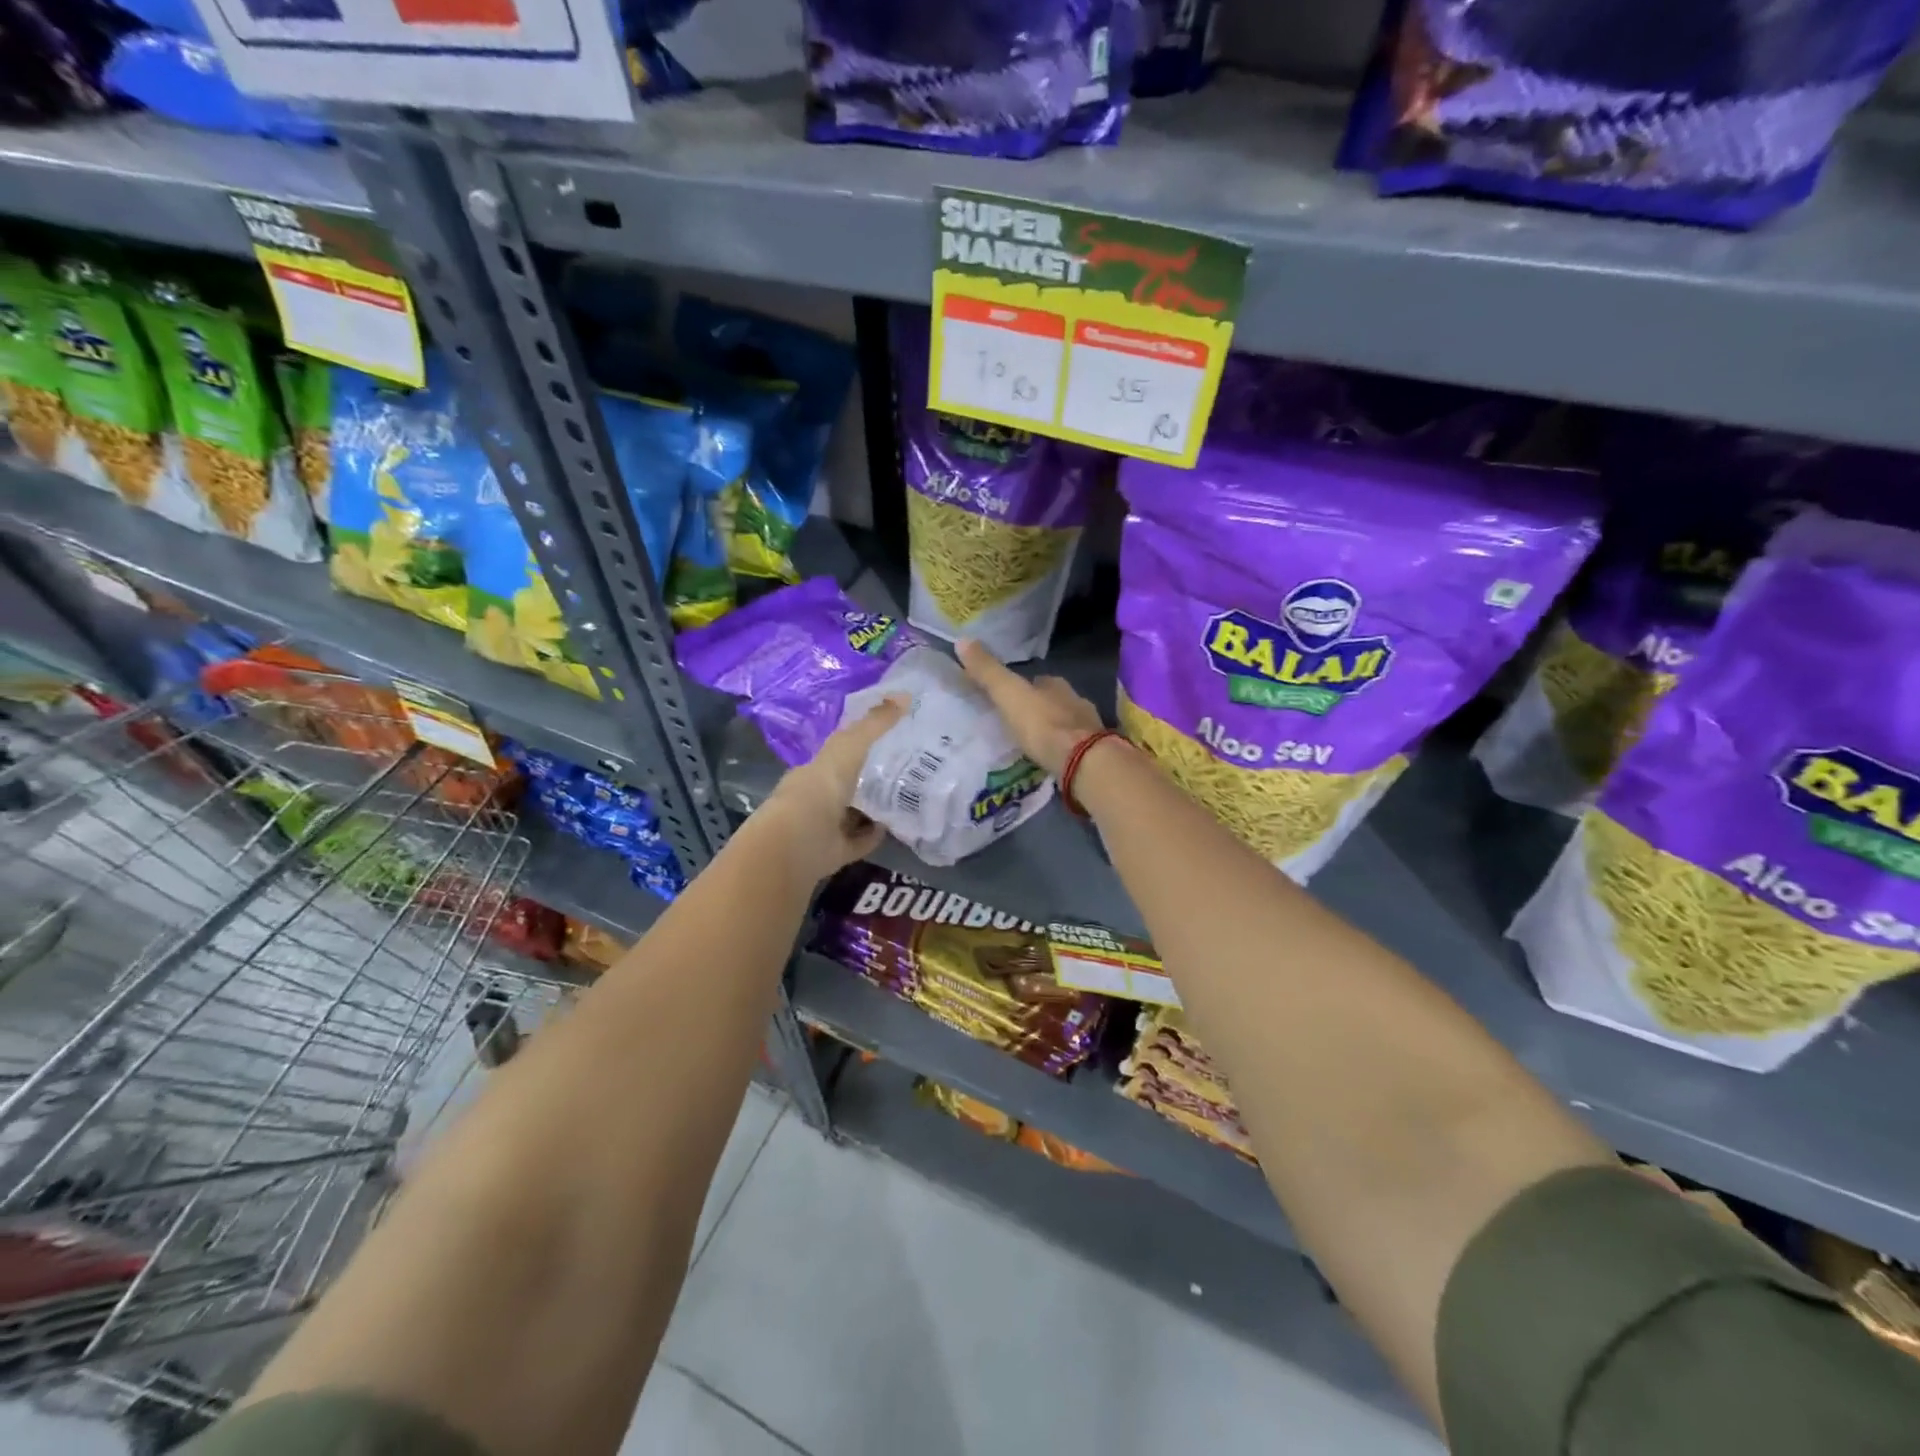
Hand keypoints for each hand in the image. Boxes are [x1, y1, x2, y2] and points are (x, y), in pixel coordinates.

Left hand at [756, 697, 907, 881]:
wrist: (798, 842)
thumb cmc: (820, 788)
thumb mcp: (850, 747)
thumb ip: (875, 724)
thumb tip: (906, 695)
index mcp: (815, 769)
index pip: (840, 751)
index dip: (862, 742)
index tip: (891, 737)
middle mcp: (817, 796)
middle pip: (847, 783)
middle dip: (871, 777)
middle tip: (907, 768)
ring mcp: (824, 826)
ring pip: (853, 814)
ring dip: (874, 808)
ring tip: (907, 797)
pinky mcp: (834, 852)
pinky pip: (858, 841)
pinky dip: (873, 835)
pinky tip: (893, 828)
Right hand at [957, 639, 1104, 777]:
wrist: (1083, 761)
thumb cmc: (1043, 724)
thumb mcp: (1009, 695)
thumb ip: (988, 672)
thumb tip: (962, 640)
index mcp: (1055, 684)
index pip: (1035, 680)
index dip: (1020, 687)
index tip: (1005, 697)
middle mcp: (1074, 700)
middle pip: (1051, 701)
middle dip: (1036, 709)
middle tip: (1015, 723)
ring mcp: (1087, 727)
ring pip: (1063, 723)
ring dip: (1049, 730)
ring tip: (1029, 744)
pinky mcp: (1092, 752)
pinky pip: (1072, 747)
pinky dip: (1060, 750)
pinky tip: (1049, 760)